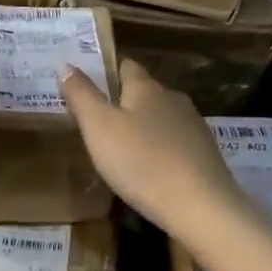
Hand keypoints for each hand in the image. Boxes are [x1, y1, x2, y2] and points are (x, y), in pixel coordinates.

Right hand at [58, 59, 242, 234]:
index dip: (107, 72)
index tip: (88, 85)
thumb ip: (81, 94)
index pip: (126, 66)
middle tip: (98, 122)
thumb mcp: (99, 128)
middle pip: (145, 92)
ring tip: (122, 148)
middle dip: (124, 102)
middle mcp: (173, 99)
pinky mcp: (206, 154)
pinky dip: (161, 149)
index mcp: (146, 88)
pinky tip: (151, 169)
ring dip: (143, 127)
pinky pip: (176, 142)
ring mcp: (194, 126)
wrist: (201, 206)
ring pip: (162, 117)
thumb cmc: (141, 162)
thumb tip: (65, 64)